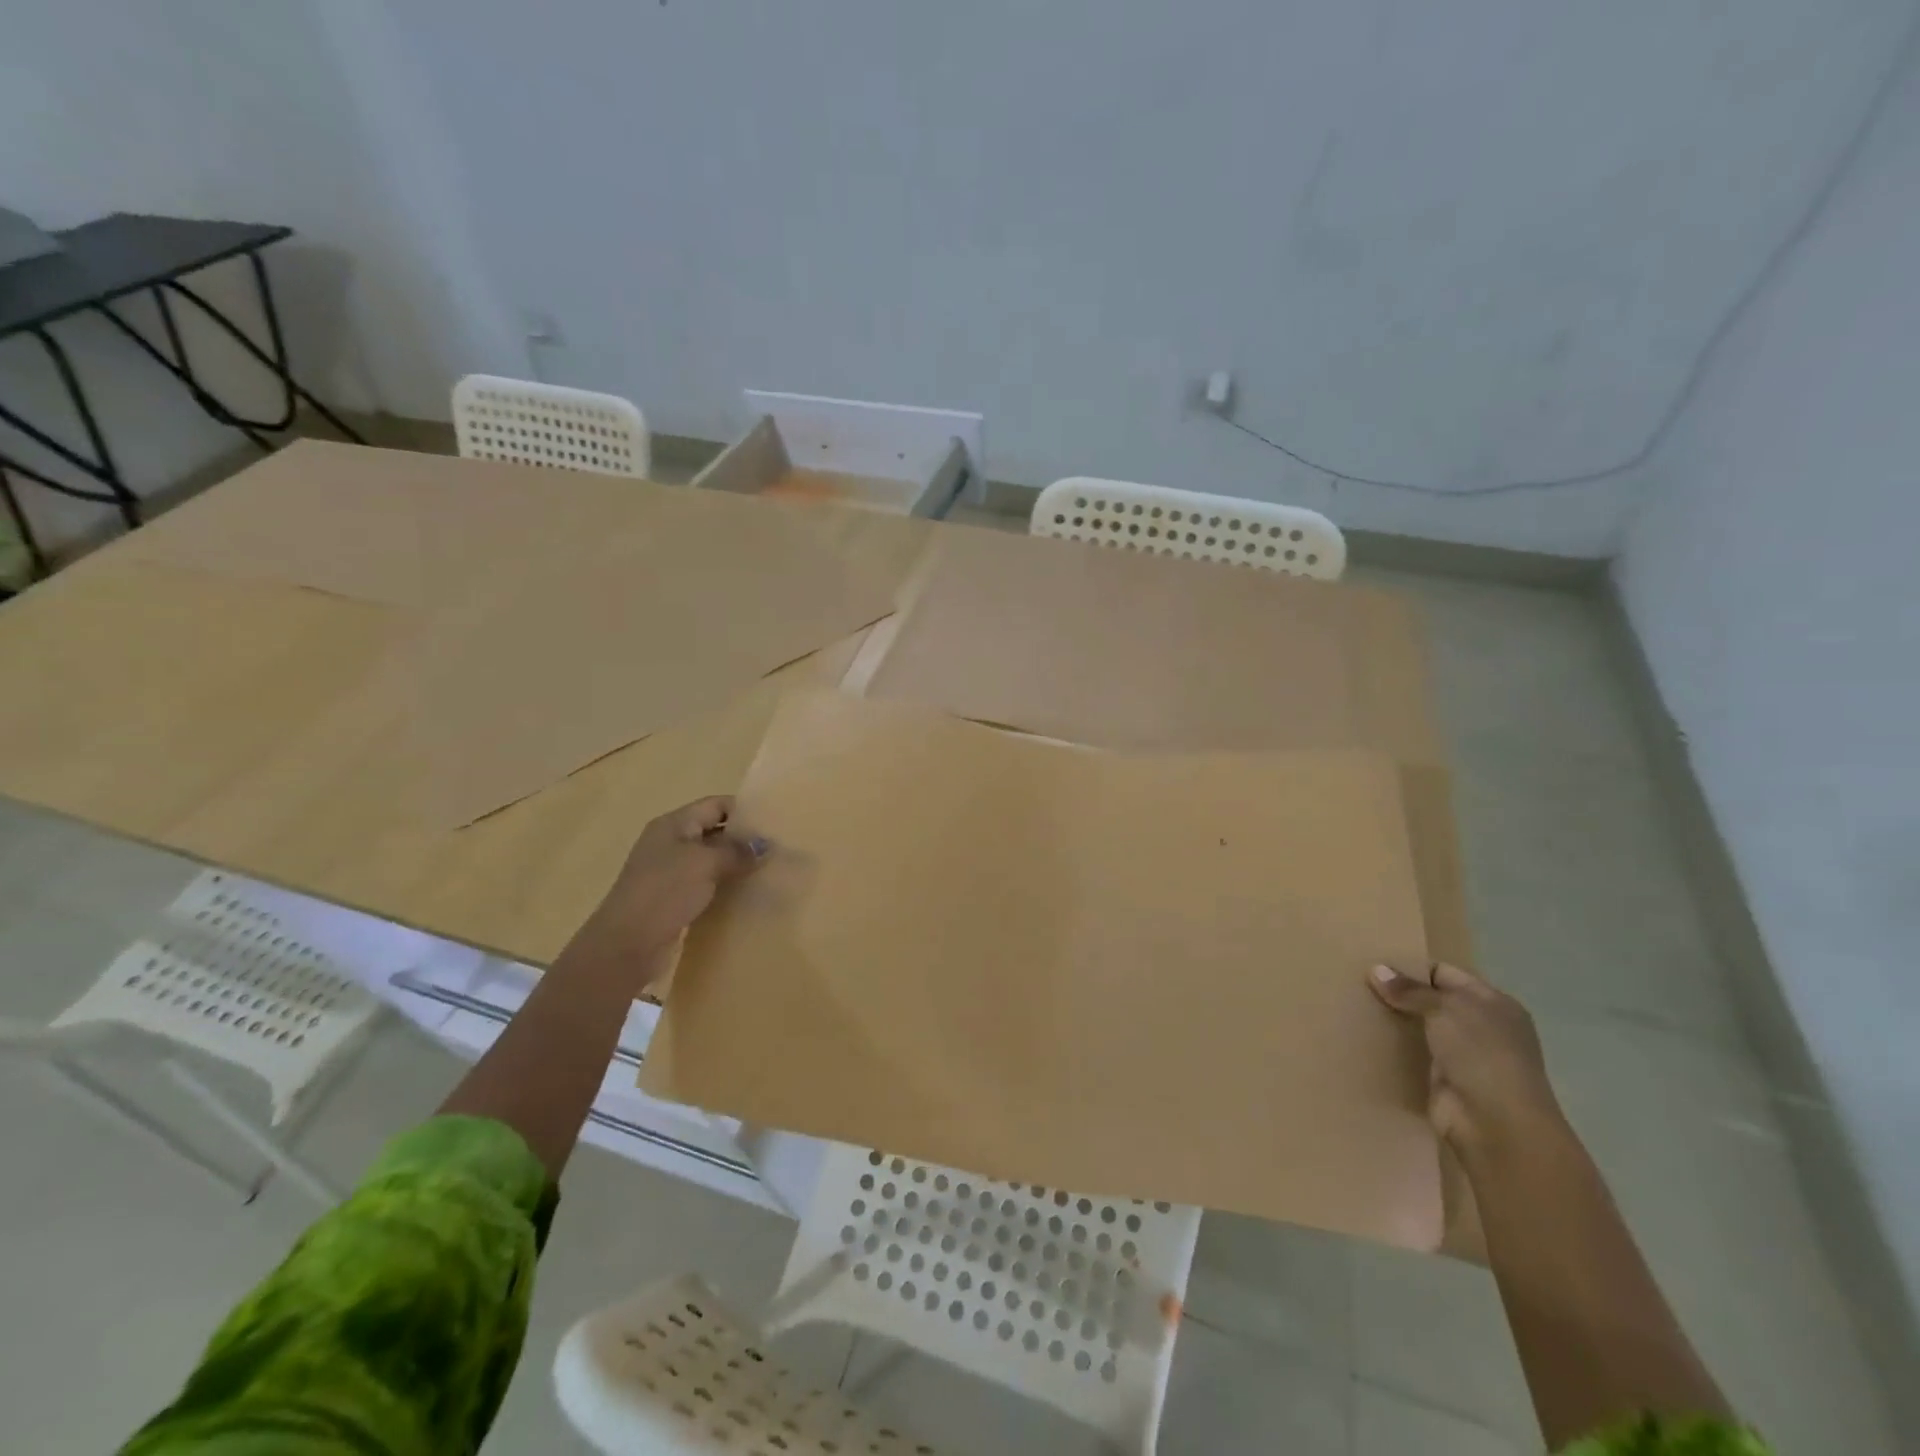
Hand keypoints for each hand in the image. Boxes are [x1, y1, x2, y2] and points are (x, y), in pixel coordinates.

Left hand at [572, 796, 767, 979]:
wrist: (626, 944)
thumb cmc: (665, 892)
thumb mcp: (705, 863)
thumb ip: (737, 851)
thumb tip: (765, 845)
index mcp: (674, 824)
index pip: (715, 805)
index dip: (744, 810)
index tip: (775, 822)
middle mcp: (670, 842)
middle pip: (714, 831)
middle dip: (744, 839)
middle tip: (778, 848)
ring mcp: (670, 871)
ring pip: (711, 859)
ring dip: (736, 864)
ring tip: (769, 870)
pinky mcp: (672, 898)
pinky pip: (705, 883)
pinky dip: (725, 885)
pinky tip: (747, 893)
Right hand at [1367, 961, 1565, 1165]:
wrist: (1497, 1126)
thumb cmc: (1482, 1055)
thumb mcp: (1447, 1009)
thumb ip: (1411, 990)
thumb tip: (1376, 970)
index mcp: (1493, 1003)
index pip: (1445, 973)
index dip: (1412, 967)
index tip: (1373, 964)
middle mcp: (1481, 1027)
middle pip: (1431, 1001)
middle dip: (1399, 993)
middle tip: (1356, 982)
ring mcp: (1462, 1056)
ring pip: (1420, 1028)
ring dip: (1393, 1021)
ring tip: (1353, 1005)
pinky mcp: (1443, 1080)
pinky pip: (1412, 1055)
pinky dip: (1392, 1048)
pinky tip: (1363, 1036)